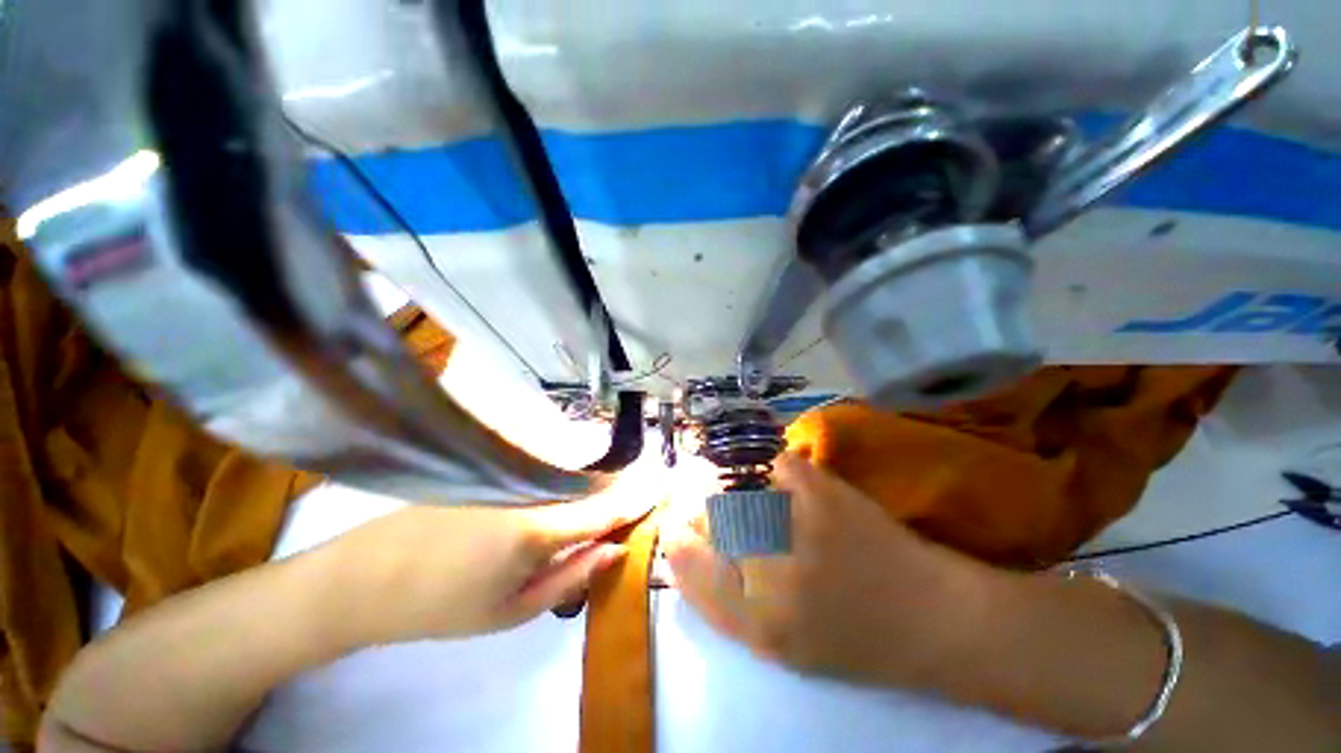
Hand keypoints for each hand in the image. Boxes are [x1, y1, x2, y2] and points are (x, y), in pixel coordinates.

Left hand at [320, 488, 652, 645]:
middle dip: (621, 485)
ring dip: (596, 477)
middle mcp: (528, 489)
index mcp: (536, 529)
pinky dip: (568, 472)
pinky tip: (573, 479)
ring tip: (614, 486)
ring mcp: (507, 472)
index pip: (604, 507)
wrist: (362, 578)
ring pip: (569, 469)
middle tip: (643, 488)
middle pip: (591, 481)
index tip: (663, 486)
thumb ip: (571, 577)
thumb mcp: (511, 613)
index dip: (637, 497)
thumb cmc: (440, 607)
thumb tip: (615, 550)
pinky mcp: (490, 466)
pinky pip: (544, 464)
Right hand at [664, 453, 999, 688]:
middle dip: (697, 508)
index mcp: (753, 618)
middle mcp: (767, 569)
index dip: (674, 536)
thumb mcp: (773, 643)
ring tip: (747, 498)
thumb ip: (720, 599)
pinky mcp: (822, 488)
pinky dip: (772, 470)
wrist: (928, 618)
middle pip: (704, 516)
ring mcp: (795, 521)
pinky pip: (776, 465)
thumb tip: (683, 547)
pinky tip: (782, 484)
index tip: (676, 525)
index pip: (684, 560)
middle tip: (708, 508)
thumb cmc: (849, 641)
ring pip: (732, 487)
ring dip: (729, 488)